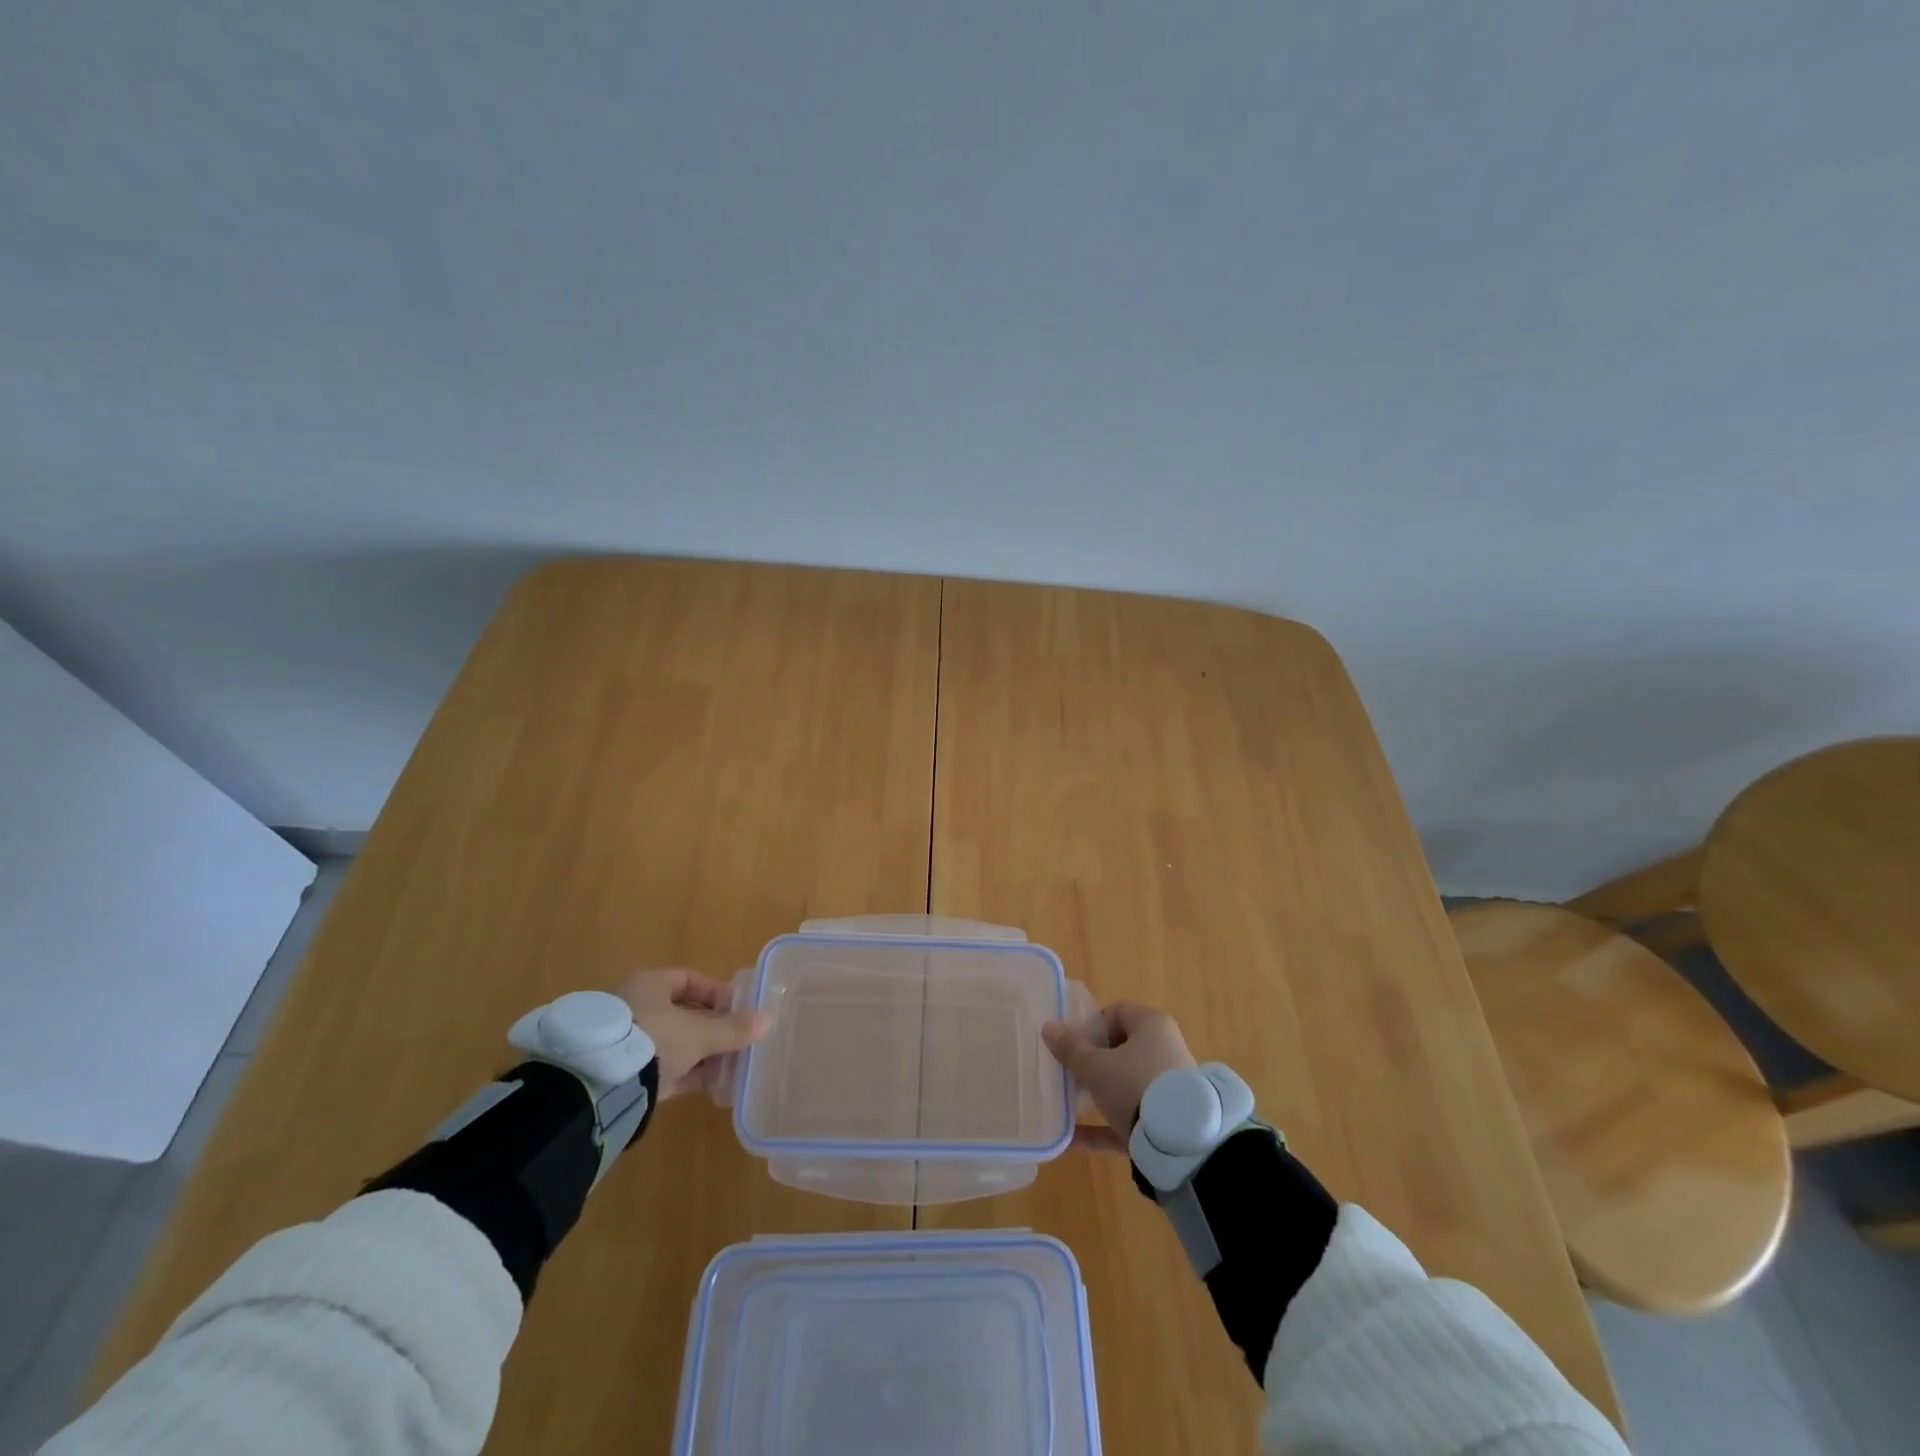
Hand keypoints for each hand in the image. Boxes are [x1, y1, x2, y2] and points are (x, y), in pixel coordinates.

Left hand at [614, 969, 769, 1099]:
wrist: (599, 1084)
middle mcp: (636, 1006)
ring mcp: (627, 1040)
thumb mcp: (699, 1034)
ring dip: (701, 1054)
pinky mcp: (623, 1072)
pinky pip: (663, 1068)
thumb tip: (767, 1021)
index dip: (716, 993)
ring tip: (729, 1067)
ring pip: (673, 1043)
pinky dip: (686, 1074)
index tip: (738, 1009)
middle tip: (737, 1041)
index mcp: (649, 984)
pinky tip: (711, 1086)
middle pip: (682, 1014)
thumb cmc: (654, 1039)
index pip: (689, 980)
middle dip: (712, 1029)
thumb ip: (732, 1029)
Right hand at [1042, 1001, 1195, 1153]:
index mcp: (1151, 1025)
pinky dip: (1103, 1127)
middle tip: (1068, 1076)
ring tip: (1067, 1107)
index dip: (1091, 1025)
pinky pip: (1128, 1118)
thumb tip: (1048, 1027)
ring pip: (1124, 1085)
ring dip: (1096, 1095)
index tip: (1072, 1045)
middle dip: (1091, 1063)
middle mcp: (1164, 1050)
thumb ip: (1070, 1048)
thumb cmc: (1135, 1085)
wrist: (1181, 1143)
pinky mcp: (1166, 1122)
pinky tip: (1071, 1141)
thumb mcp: (1096, 1066)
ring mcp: (1167, 1088)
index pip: (1117, 1012)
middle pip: (1120, 1050)